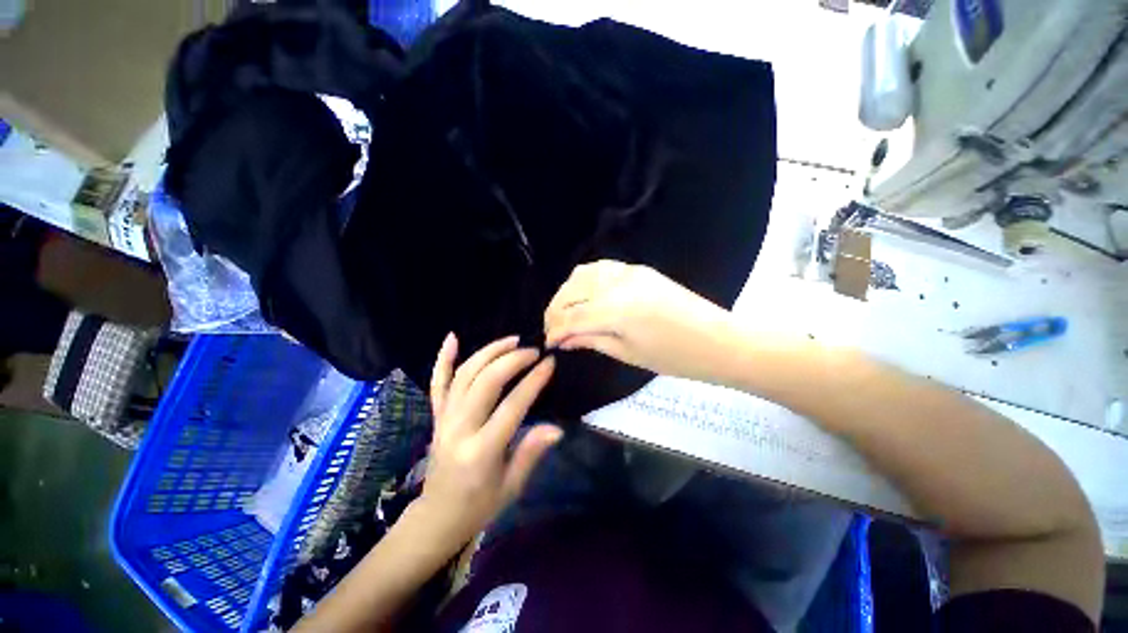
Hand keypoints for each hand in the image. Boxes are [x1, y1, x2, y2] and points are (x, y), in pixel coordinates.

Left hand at [419, 334, 561, 546]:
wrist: (437, 516)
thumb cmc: (479, 504)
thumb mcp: (512, 486)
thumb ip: (531, 453)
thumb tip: (556, 428)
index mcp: (482, 450)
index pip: (512, 405)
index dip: (534, 381)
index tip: (549, 363)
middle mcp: (460, 428)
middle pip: (486, 382)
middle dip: (512, 360)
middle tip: (533, 351)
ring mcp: (444, 419)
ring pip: (464, 374)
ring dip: (488, 352)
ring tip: (511, 340)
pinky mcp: (437, 416)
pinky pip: (437, 383)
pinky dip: (443, 359)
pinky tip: (452, 338)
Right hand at [544, 260, 734, 382]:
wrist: (718, 340)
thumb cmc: (674, 358)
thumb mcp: (627, 354)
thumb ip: (591, 341)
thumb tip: (564, 340)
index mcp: (615, 310)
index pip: (571, 317)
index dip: (555, 330)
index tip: (549, 343)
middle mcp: (616, 284)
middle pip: (571, 291)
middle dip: (555, 310)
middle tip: (554, 330)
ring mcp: (628, 272)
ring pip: (582, 274)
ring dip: (567, 293)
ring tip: (566, 313)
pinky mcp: (638, 269)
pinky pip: (601, 268)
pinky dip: (585, 281)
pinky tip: (585, 296)